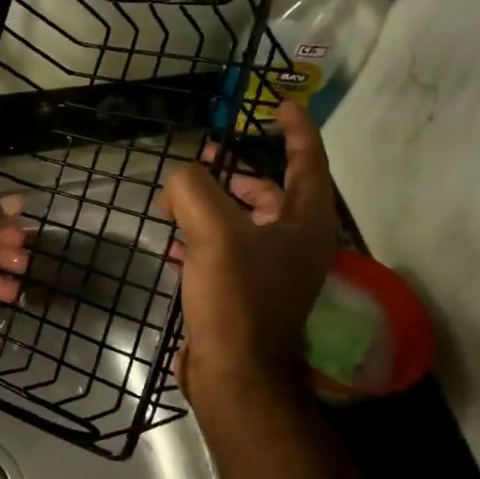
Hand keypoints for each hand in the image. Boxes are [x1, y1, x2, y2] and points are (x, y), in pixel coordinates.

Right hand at [161, 101, 338, 406]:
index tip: (281, 104)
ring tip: (176, 198)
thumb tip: (180, 178)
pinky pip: (223, 251)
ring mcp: (271, 272)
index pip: (308, 162)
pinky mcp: (244, 294)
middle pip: (270, 192)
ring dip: (213, 204)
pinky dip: (200, 238)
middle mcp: (295, 244)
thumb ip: (194, 190)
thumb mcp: (214, 233)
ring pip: (243, 222)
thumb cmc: (236, 299)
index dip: (297, 129)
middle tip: (202, 157)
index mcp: (304, 223)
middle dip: (236, 172)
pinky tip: (172, 242)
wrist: (236, 374)